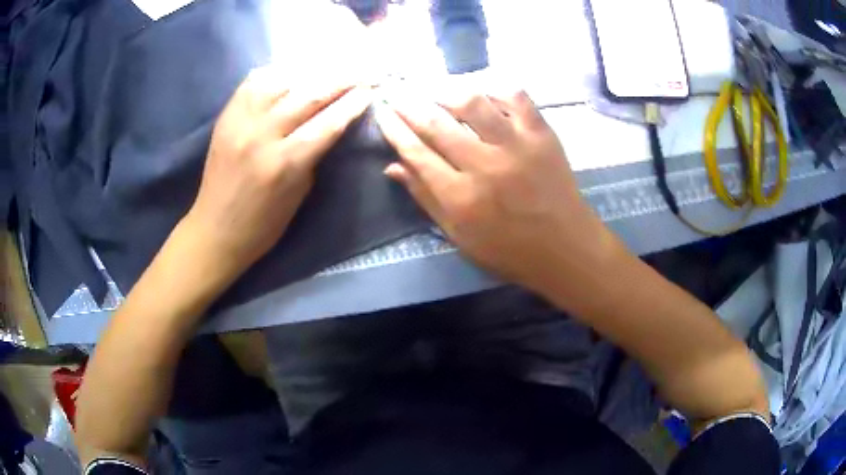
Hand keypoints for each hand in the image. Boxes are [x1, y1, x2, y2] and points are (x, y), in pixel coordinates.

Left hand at [184, 67, 371, 279]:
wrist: (215, 229)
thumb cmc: (263, 223)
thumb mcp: (300, 192)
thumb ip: (315, 153)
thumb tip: (333, 120)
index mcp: (284, 164)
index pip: (328, 122)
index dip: (353, 103)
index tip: (372, 90)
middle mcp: (261, 135)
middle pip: (309, 94)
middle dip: (341, 79)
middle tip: (363, 71)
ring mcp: (240, 121)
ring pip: (282, 79)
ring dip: (313, 70)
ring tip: (332, 67)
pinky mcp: (226, 116)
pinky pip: (254, 80)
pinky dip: (278, 71)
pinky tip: (293, 70)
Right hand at [374, 87, 620, 295]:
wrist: (565, 248)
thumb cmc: (509, 250)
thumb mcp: (459, 236)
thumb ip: (425, 198)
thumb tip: (392, 166)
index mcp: (461, 198)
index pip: (416, 153)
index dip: (394, 130)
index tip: (382, 113)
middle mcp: (485, 166)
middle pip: (436, 124)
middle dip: (409, 104)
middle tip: (396, 92)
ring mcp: (516, 146)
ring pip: (472, 103)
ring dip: (445, 90)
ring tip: (434, 89)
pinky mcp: (542, 135)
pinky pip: (516, 97)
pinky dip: (495, 87)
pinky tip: (481, 89)